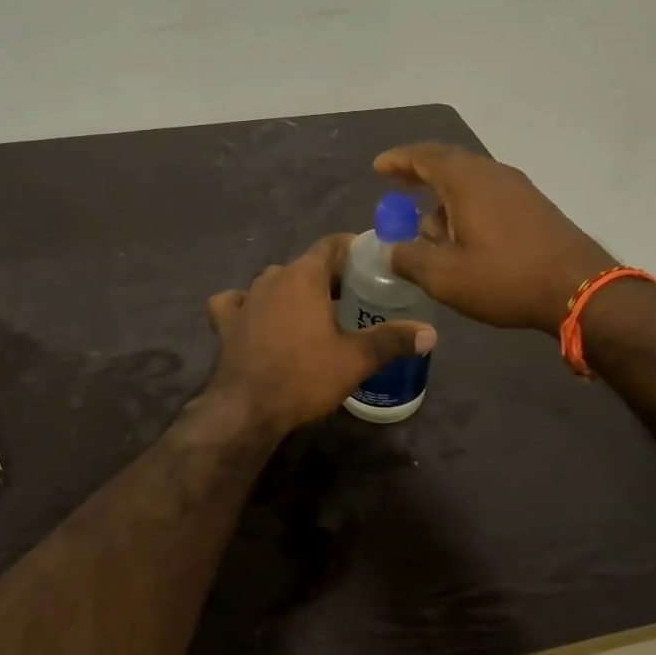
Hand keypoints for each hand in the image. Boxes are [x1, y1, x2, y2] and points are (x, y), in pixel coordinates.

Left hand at [203, 234, 436, 435]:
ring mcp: (245, 298)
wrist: (246, 409)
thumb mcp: (356, 359)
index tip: (369, 261)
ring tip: (313, 313)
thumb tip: (431, 332)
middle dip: (328, 277)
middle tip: (352, 296)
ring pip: (274, 283)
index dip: (352, 248)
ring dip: (293, 292)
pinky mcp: (225, 322)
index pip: (331, 245)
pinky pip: (236, 302)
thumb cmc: (304, 376)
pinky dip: (248, 306)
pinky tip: (256, 318)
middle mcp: (272, 277)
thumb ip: (393, 340)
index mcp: (304, 276)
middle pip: (305, 265)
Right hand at [374, 143, 615, 334]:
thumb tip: (391, 250)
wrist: (581, 289)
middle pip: (448, 161)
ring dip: (444, 195)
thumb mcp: (445, 277)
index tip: (378, 168)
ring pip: (470, 179)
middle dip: (419, 173)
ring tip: (430, 228)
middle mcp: (492, 174)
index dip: (398, 160)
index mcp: (466, 181)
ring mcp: (518, 188)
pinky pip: (488, 193)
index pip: (424, 156)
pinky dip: (466, 204)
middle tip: (398, 186)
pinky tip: (465, 235)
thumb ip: (409, 259)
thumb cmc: (506, 278)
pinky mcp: (534, 206)